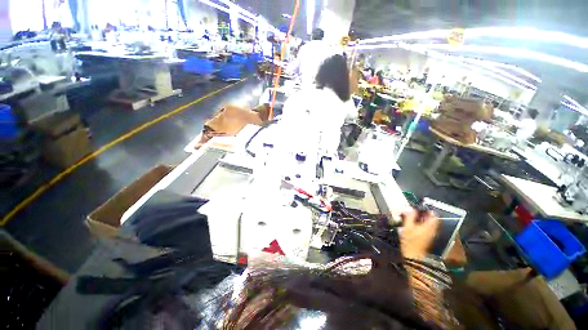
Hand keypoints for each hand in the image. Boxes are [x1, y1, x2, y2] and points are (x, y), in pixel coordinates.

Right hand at [399, 208, 438, 258]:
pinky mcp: (427, 238)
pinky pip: (426, 227)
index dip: (427, 209)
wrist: (413, 256)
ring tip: (412, 216)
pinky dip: (421, 224)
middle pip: (431, 219)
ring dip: (422, 219)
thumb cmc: (410, 241)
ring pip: (429, 223)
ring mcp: (430, 234)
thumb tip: (410, 209)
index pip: (433, 215)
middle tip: (414, 211)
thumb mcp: (407, 227)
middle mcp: (432, 229)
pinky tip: (413, 224)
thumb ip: (409, 217)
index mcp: (429, 226)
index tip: (419, 206)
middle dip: (423, 214)